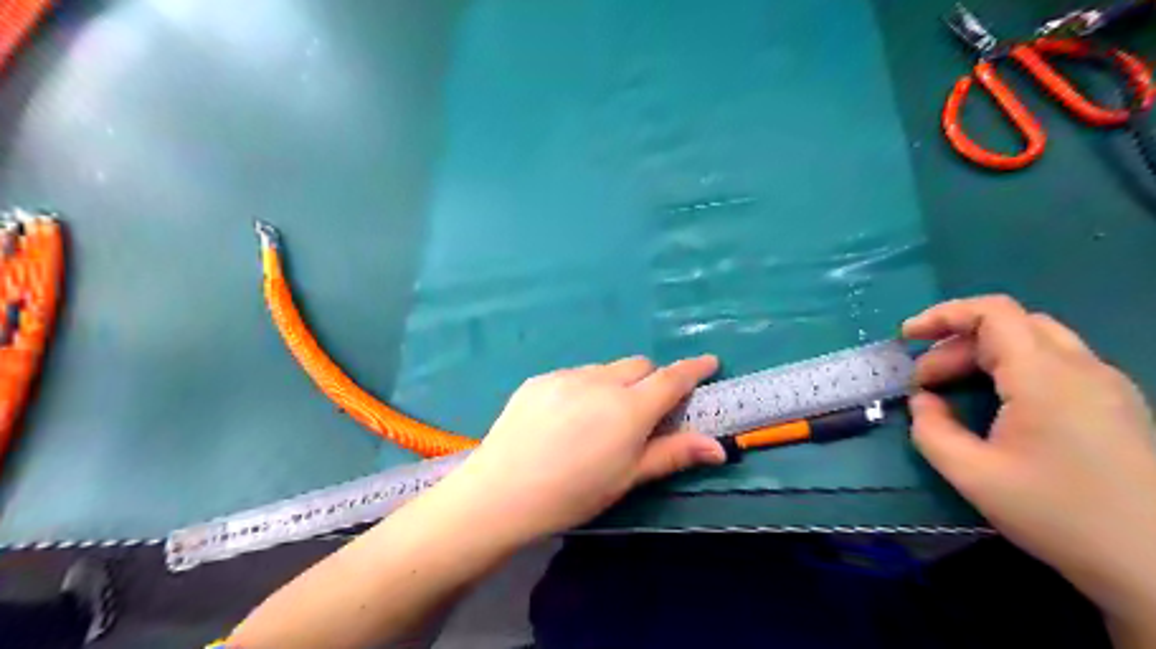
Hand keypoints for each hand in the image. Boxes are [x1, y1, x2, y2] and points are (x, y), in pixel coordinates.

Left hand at [443, 354, 718, 541]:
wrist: (501, 492)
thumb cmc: (573, 493)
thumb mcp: (627, 478)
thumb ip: (673, 454)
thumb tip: (719, 447)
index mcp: (629, 408)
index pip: (672, 378)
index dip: (694, 368)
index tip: (709, 362)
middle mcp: (600, 381)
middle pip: (639, 366)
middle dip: (650, 381)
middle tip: (643, 412)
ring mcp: (566, 376)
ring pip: (605, 369)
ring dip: (615, 384)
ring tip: (597, 420)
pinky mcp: (540, 379)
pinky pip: (575, 375)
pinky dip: (584, 388)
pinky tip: (566, 419)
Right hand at [908, 296, 1155, 620]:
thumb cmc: (1058, 514)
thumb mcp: (972, 474)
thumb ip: (931, 429)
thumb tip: (923, 401)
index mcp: (1045, 376)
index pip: (992, 313)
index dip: (942, 315)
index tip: (906, 338)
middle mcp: (1081, 367)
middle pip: (1009, 326)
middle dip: (956, 345)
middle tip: (924, 382)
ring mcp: (1106, 385)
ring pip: (1034, 342)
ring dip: (983, 355)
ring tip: (952, 390)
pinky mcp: (1116, 404)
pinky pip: (1055, 364)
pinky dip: (1012, 369)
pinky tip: (997, 404)